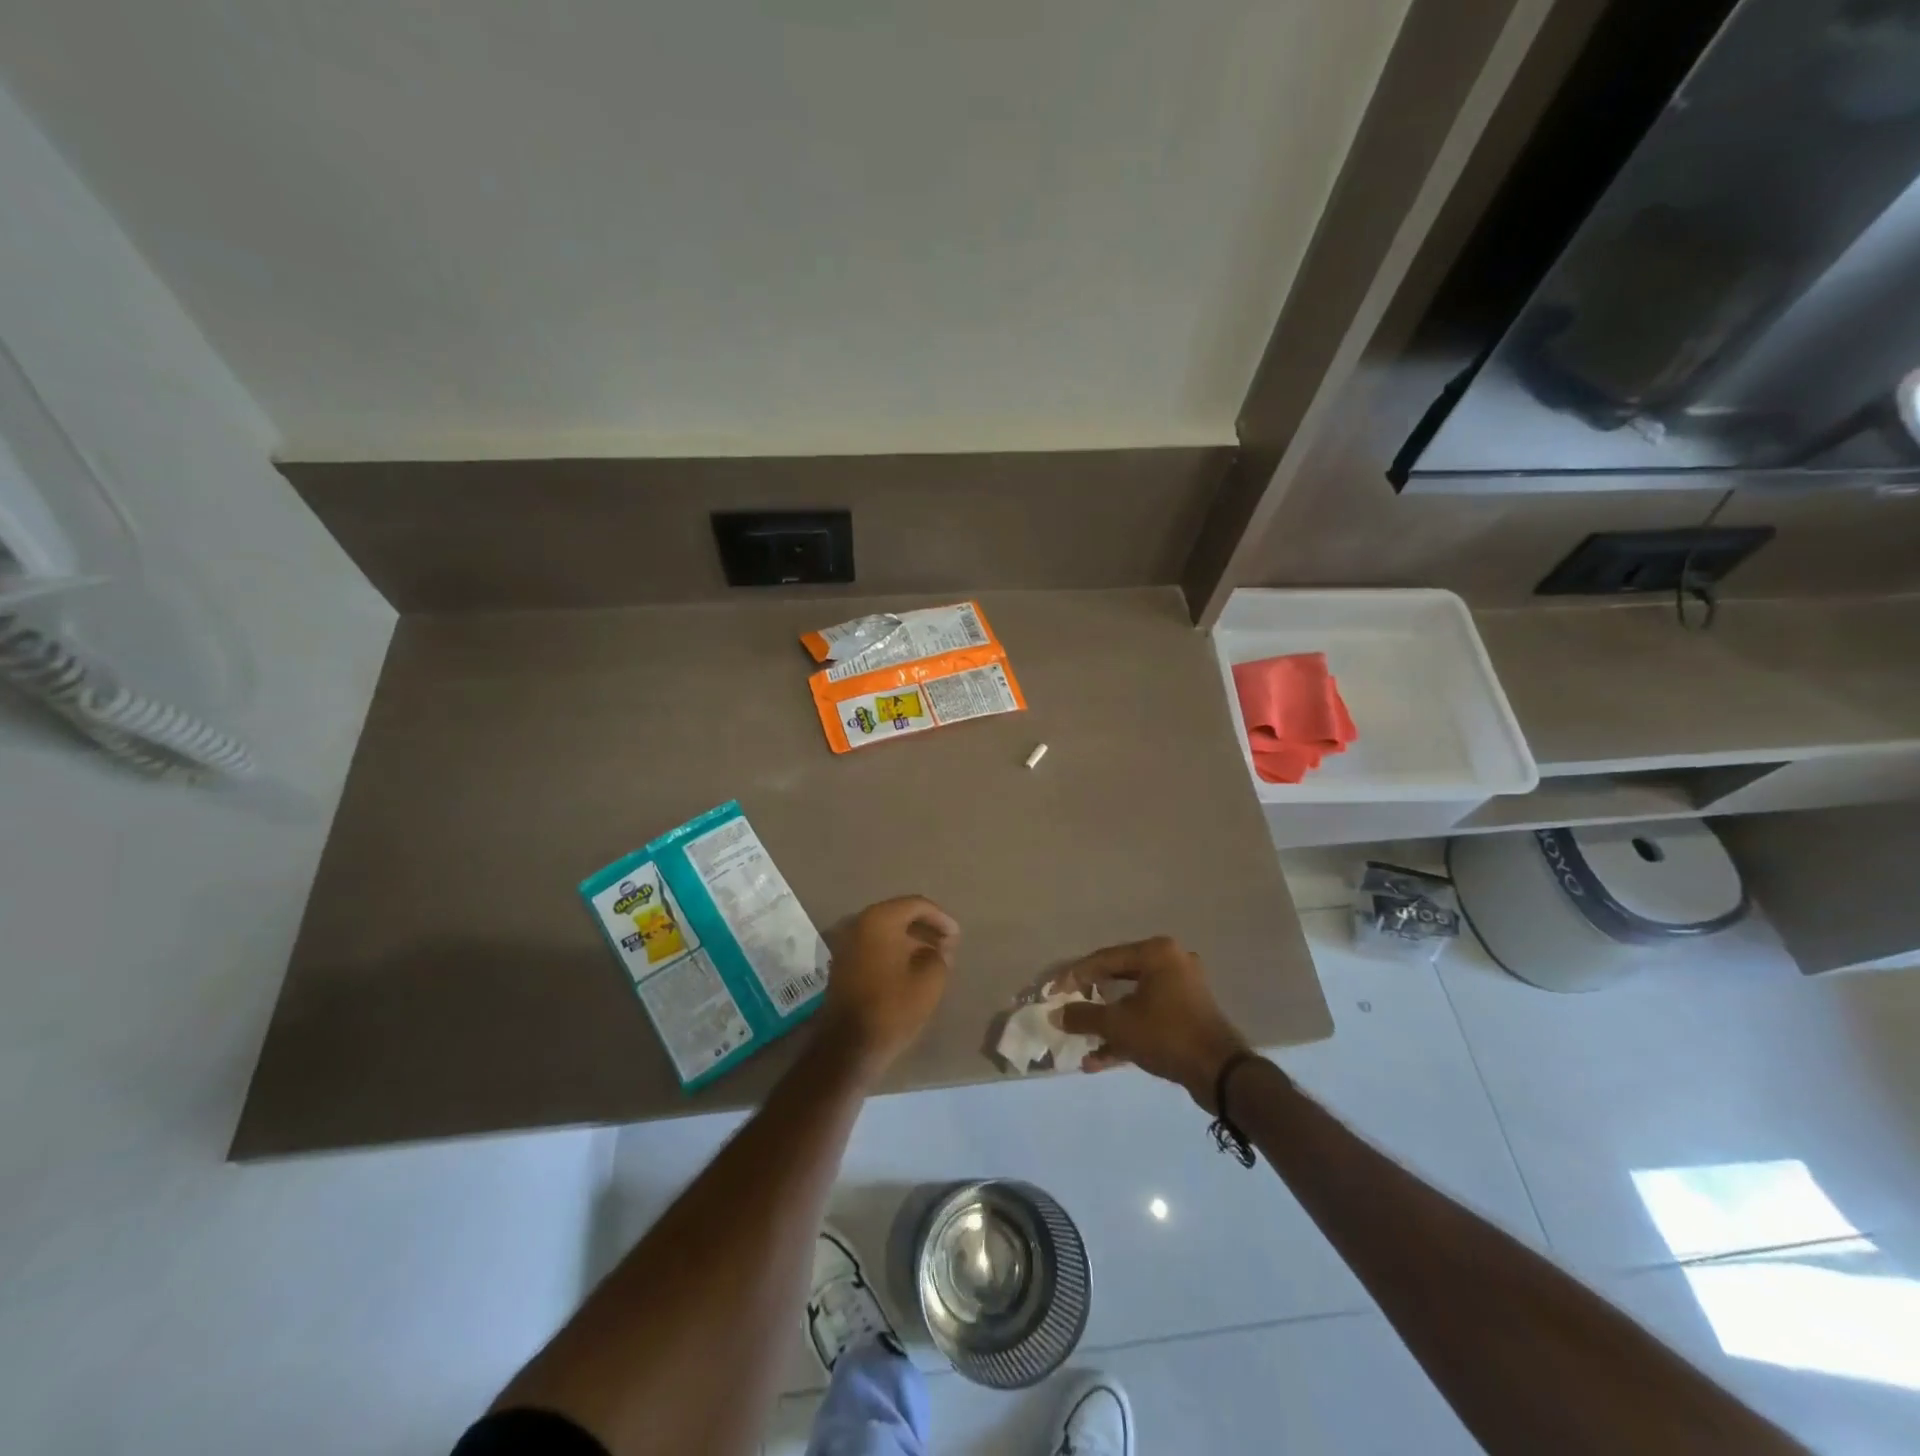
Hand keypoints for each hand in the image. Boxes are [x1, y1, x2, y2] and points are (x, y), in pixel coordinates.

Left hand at [818, 896, 959, 1078]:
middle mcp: (859, 923)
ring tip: (933, 959)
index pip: (916, 905)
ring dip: (910, 941)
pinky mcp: (843, 963)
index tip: (957, 937)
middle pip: (899, 915)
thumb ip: (941, 955)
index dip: (941, 918)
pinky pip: (874, 946)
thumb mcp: (930, 981)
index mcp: (879, 920)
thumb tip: (940, 947)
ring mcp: (847, 943)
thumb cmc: (893, 1007)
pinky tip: (911, 969)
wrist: (848, 1046)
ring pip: (886, 932)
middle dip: (926, 928)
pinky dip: (894, 951)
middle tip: (947, 946)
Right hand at [1056, 936, 1251, 1111]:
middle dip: (1091, 1000)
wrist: (1222, 1074)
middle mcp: (1171, 963)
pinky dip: (1128, 1033)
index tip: (1053, 993)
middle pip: (1119, 977)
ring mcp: (1183, 989)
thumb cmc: (1167, 1035)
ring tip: (1082, 1042)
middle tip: (1068, 1010)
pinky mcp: (1188, 1014)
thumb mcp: (1118, 1025)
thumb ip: (1084, 1016)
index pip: (1104, 958)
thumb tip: (1056, 1014)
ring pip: (1133, 1001)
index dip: (1074, 976)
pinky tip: (1101, 1059)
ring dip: (1108, 1023)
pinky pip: (1150, 1017)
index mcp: (1156, 953)